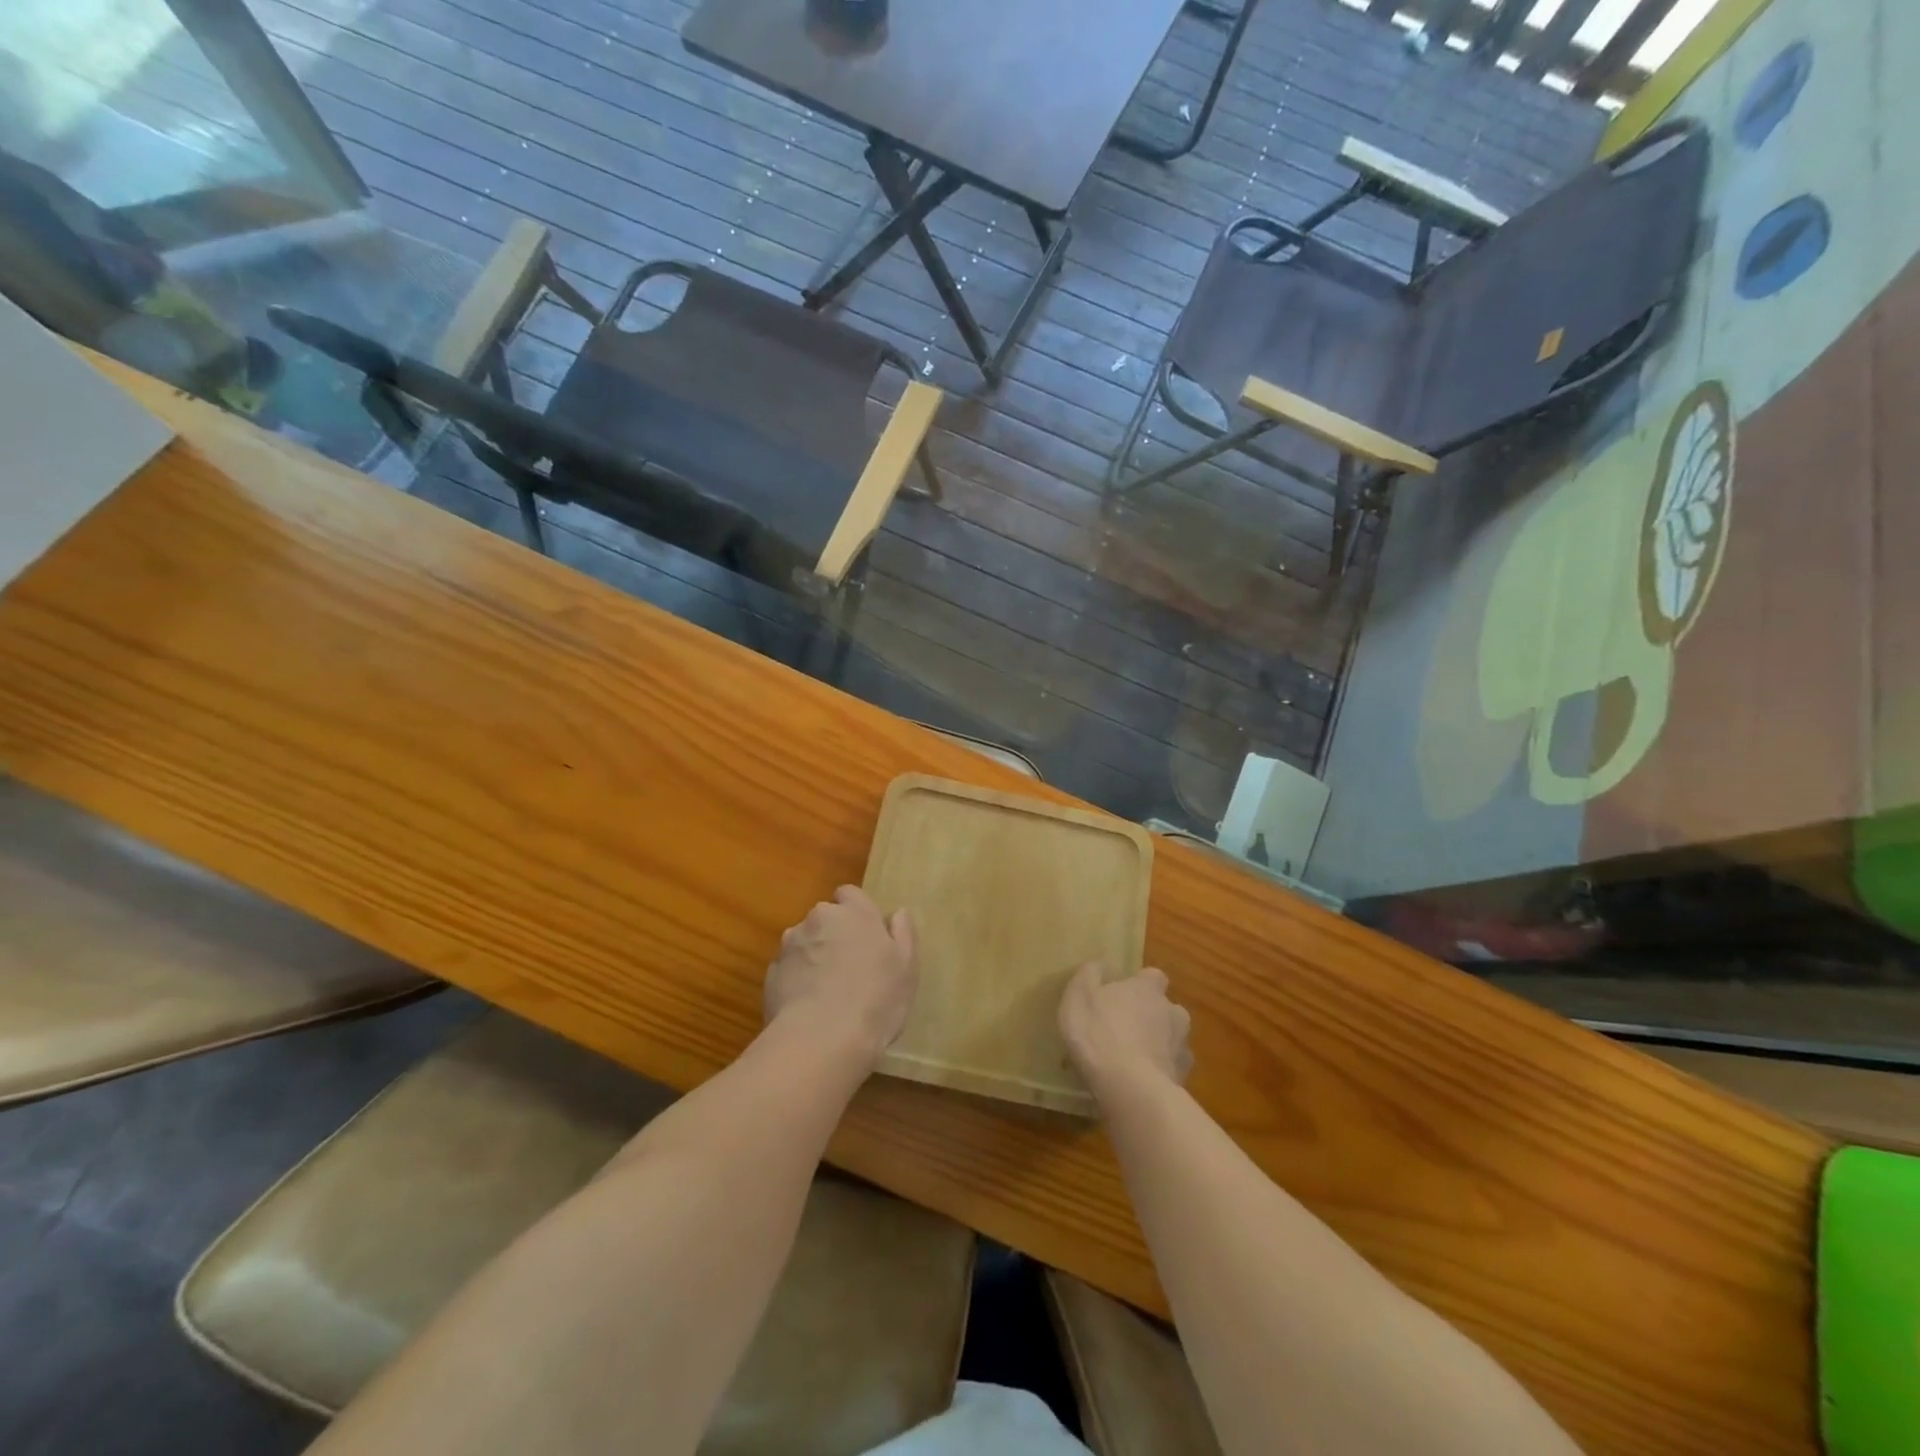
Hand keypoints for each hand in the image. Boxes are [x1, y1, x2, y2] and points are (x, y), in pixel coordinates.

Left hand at [765, 886, 917, 1064]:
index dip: (856, 912)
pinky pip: (788, 968)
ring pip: (803, 942)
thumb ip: (903, 934)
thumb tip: (897, 913)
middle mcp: (819, 919)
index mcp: (854, 912)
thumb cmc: (875, 1000)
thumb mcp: (906, 968)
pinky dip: (796, 980)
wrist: (821, 1039)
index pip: (850, 894)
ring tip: (826, 991)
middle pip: (825, 918)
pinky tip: (808, 1007)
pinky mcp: (771, 973)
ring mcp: (790, 945)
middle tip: (849, 967)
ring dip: (813, 956)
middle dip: (833, 934)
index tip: (865, 936)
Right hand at [1059, 963, 1191, 1103]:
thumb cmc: (1099, 1034)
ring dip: (1159, 1045)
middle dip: (1153, 1016)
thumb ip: (1089, 975)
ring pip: (1173, 1039)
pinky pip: (1172, 1069)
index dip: (1140, 985)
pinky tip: (1142, 1082)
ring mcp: (1182, 1046)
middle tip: (1127, 1029)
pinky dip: (1161, 1072)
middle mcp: (1172, 1011)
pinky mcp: (1183, 1078)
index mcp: (1147, 988)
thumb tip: (1100, 964)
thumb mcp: (1079, 997)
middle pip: (1167, 1008)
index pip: (1153, 976)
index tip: (1123, 995)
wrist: (1129, 1088)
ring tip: (1134, 1059)